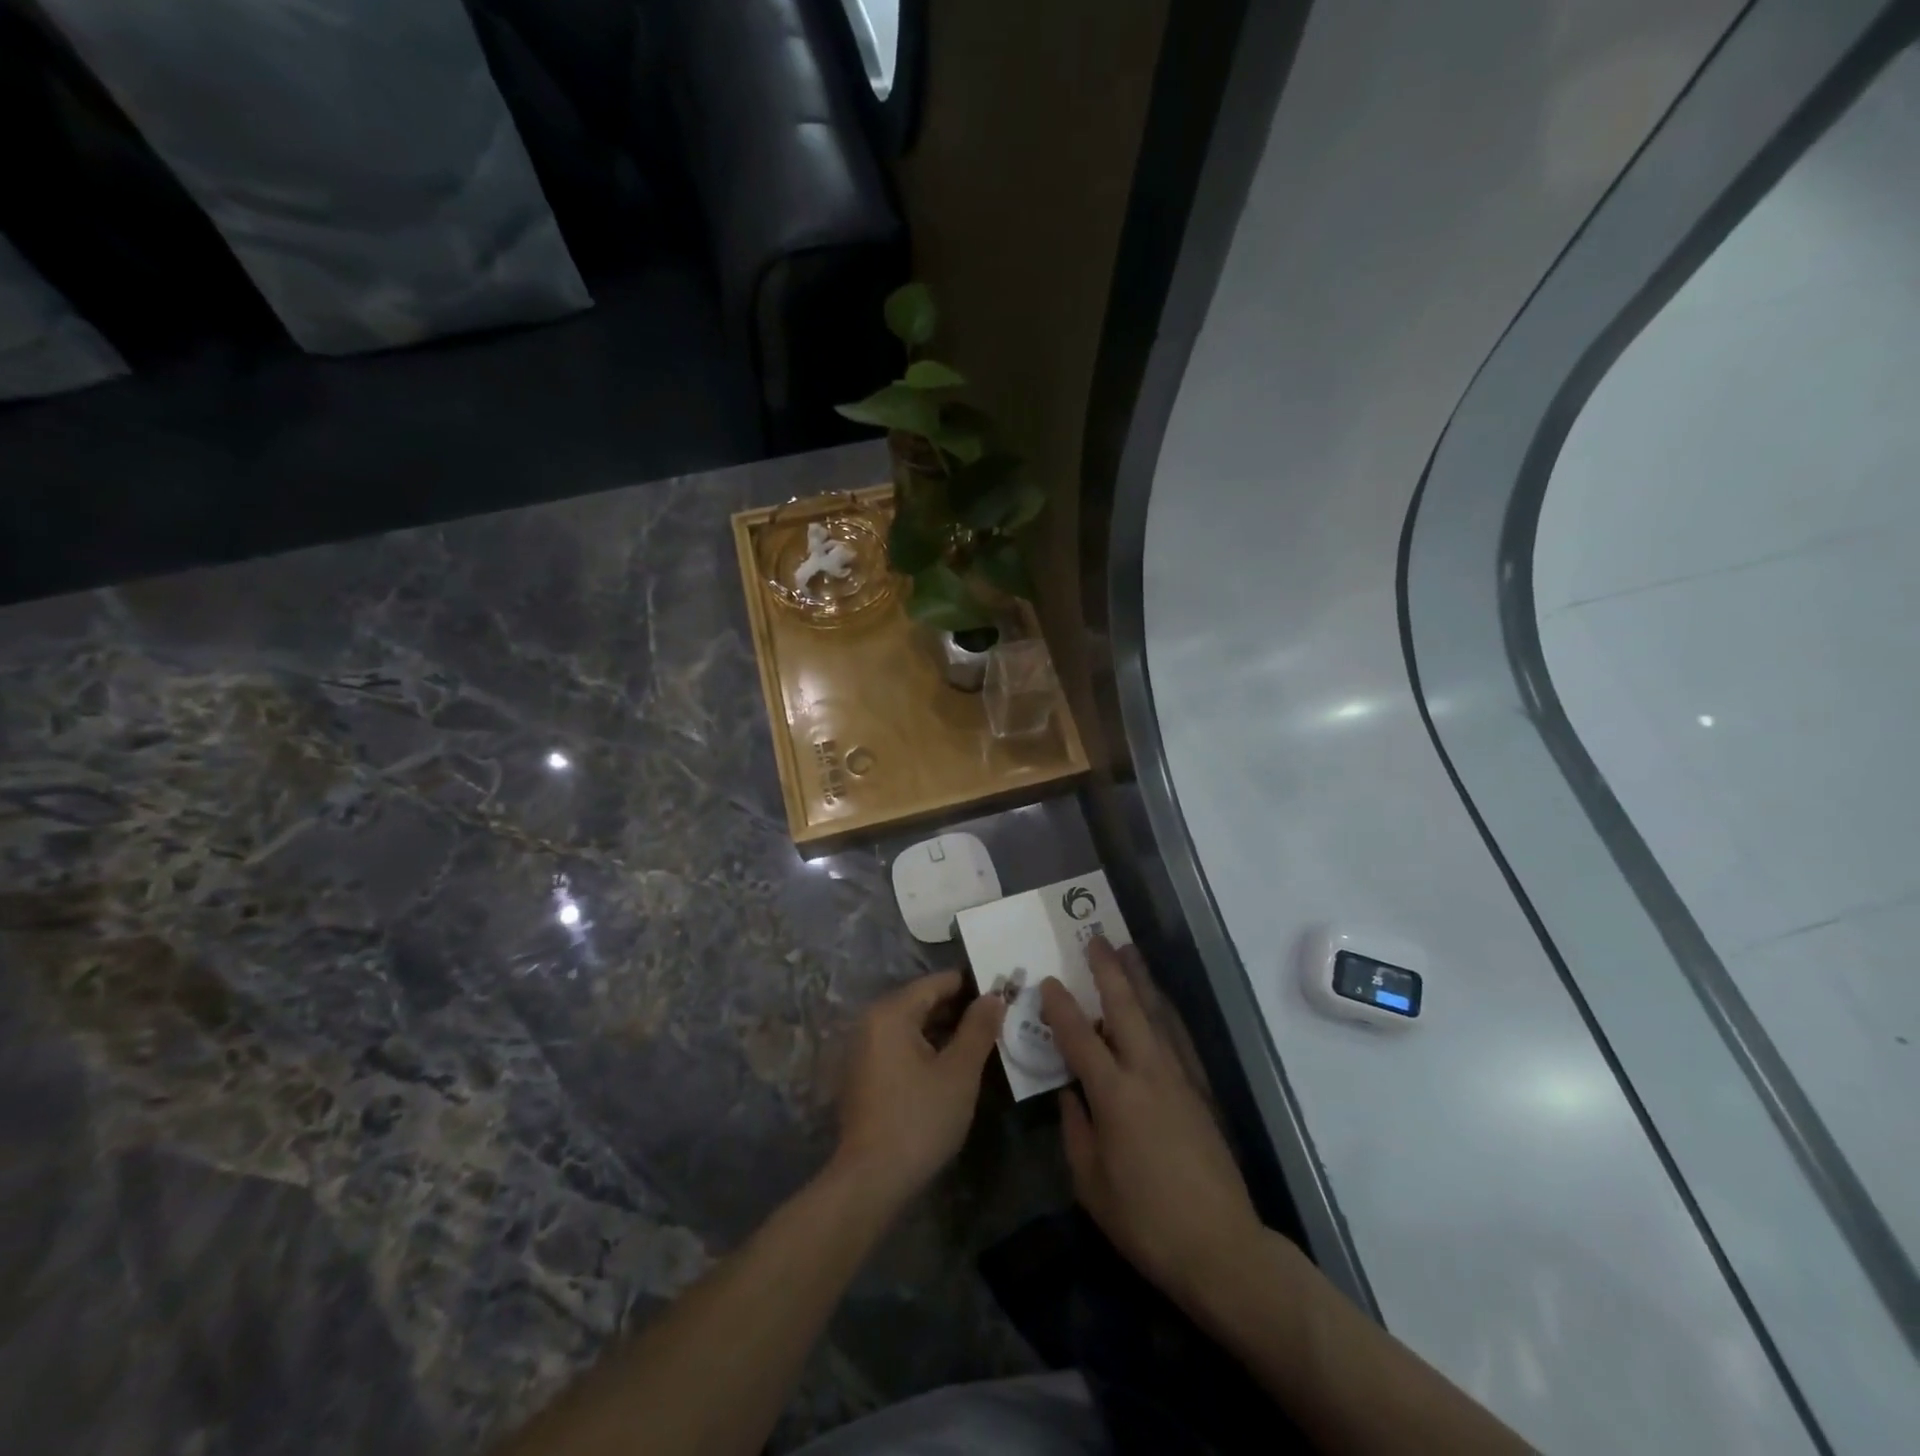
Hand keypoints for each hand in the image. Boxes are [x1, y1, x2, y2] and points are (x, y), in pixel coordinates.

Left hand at [833, 970, 1004, 1206]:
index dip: (971, 985)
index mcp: (891, 1012)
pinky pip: (900, 1046)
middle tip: (997, 1019)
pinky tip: (952, 1065)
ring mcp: (863, 1049)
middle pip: (922, 1002)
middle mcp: (871, 1022)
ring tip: (981, 1041)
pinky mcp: (863, 1074)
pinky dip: (926, 1048)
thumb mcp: (959, 1072)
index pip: (936, 983)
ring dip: (944, 1030)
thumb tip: (993, 996)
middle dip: (959, 1009)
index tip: (1002, 992)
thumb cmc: (919, 1118)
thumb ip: (979, 1028)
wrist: (871, 1180)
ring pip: (912, 1026)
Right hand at [1041, 940, 1267, 1311]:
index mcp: (1115, 1096)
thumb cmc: (1145, 1221)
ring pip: (1156, 1015)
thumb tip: (1071, 1093)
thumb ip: (1075, 1130)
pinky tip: (1159, 1002)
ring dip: (1140, 980)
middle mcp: (1148, 1074)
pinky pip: (1178, 1038)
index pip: (1080, 1039)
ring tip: (1128, 951)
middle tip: (1096, 939)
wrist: (1220, 1247)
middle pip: (1126, 1009)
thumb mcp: (1091, 1183)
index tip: (1047, 981)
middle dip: (1108, 971)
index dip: (1061, 1007)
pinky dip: (1165, 1011)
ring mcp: (1179, 1079)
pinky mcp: (1199, 1091)